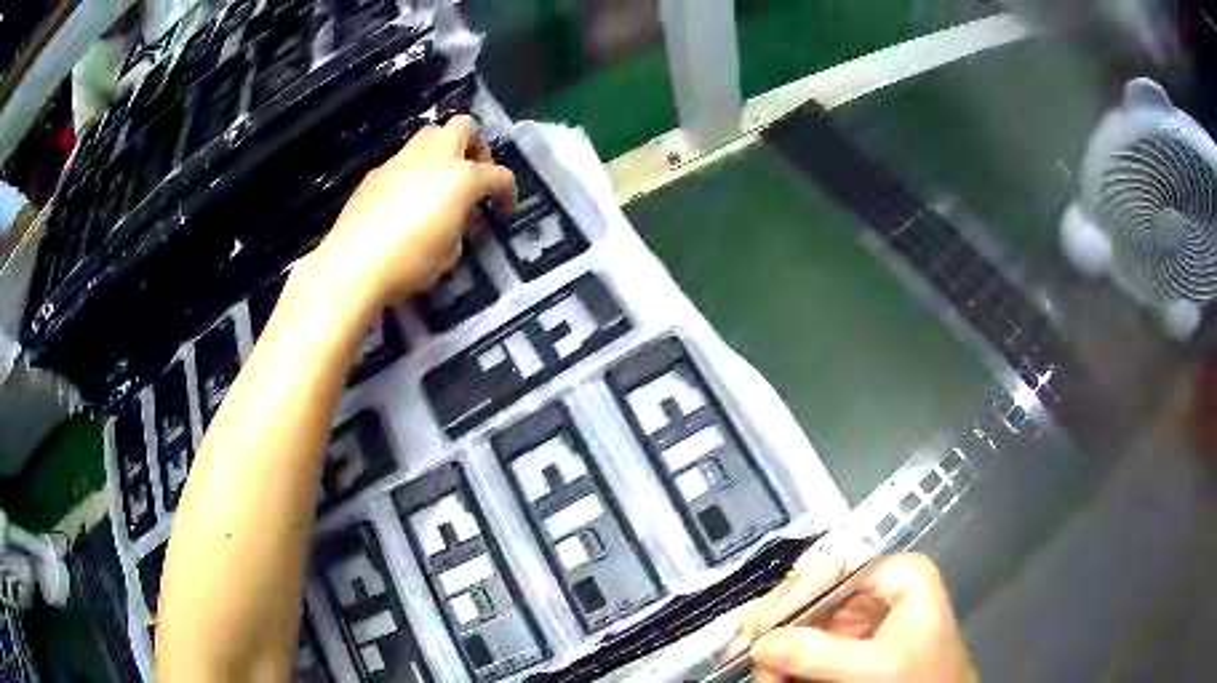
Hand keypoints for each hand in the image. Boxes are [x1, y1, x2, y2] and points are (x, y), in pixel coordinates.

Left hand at [300, 115, 514, 317]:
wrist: (353, 265)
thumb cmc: (410, 262)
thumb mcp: (450, 252)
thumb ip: (460, 225)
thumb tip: (456, 216)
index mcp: (461, 177)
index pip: (498, 175)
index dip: (508, 191)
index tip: (504, 208)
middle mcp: (435, 157)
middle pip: (463, 127)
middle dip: (475, 147)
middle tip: (472, 175)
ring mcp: (401, 160)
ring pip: (431, 135)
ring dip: (443, 151)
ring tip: (440, 183)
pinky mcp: (376, 172)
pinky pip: (404, 159)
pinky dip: (414, 170)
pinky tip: (406, 200)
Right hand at [736, 552, 974, 682]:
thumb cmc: (922, 681)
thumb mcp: (875, 669)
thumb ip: (819, 654)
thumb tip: (760, 645)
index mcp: (898, 575)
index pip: (836, 566)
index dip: (795, 594)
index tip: (762, 630)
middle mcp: (877, 586)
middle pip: (813, 591)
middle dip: (779, 625)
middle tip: (747, 653)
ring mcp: (861, 614)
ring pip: (803, 618)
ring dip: (776, 646)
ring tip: (763, 676)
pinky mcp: (849, 640)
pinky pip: (808, 641)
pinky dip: (785, 658)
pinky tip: (772, 674)